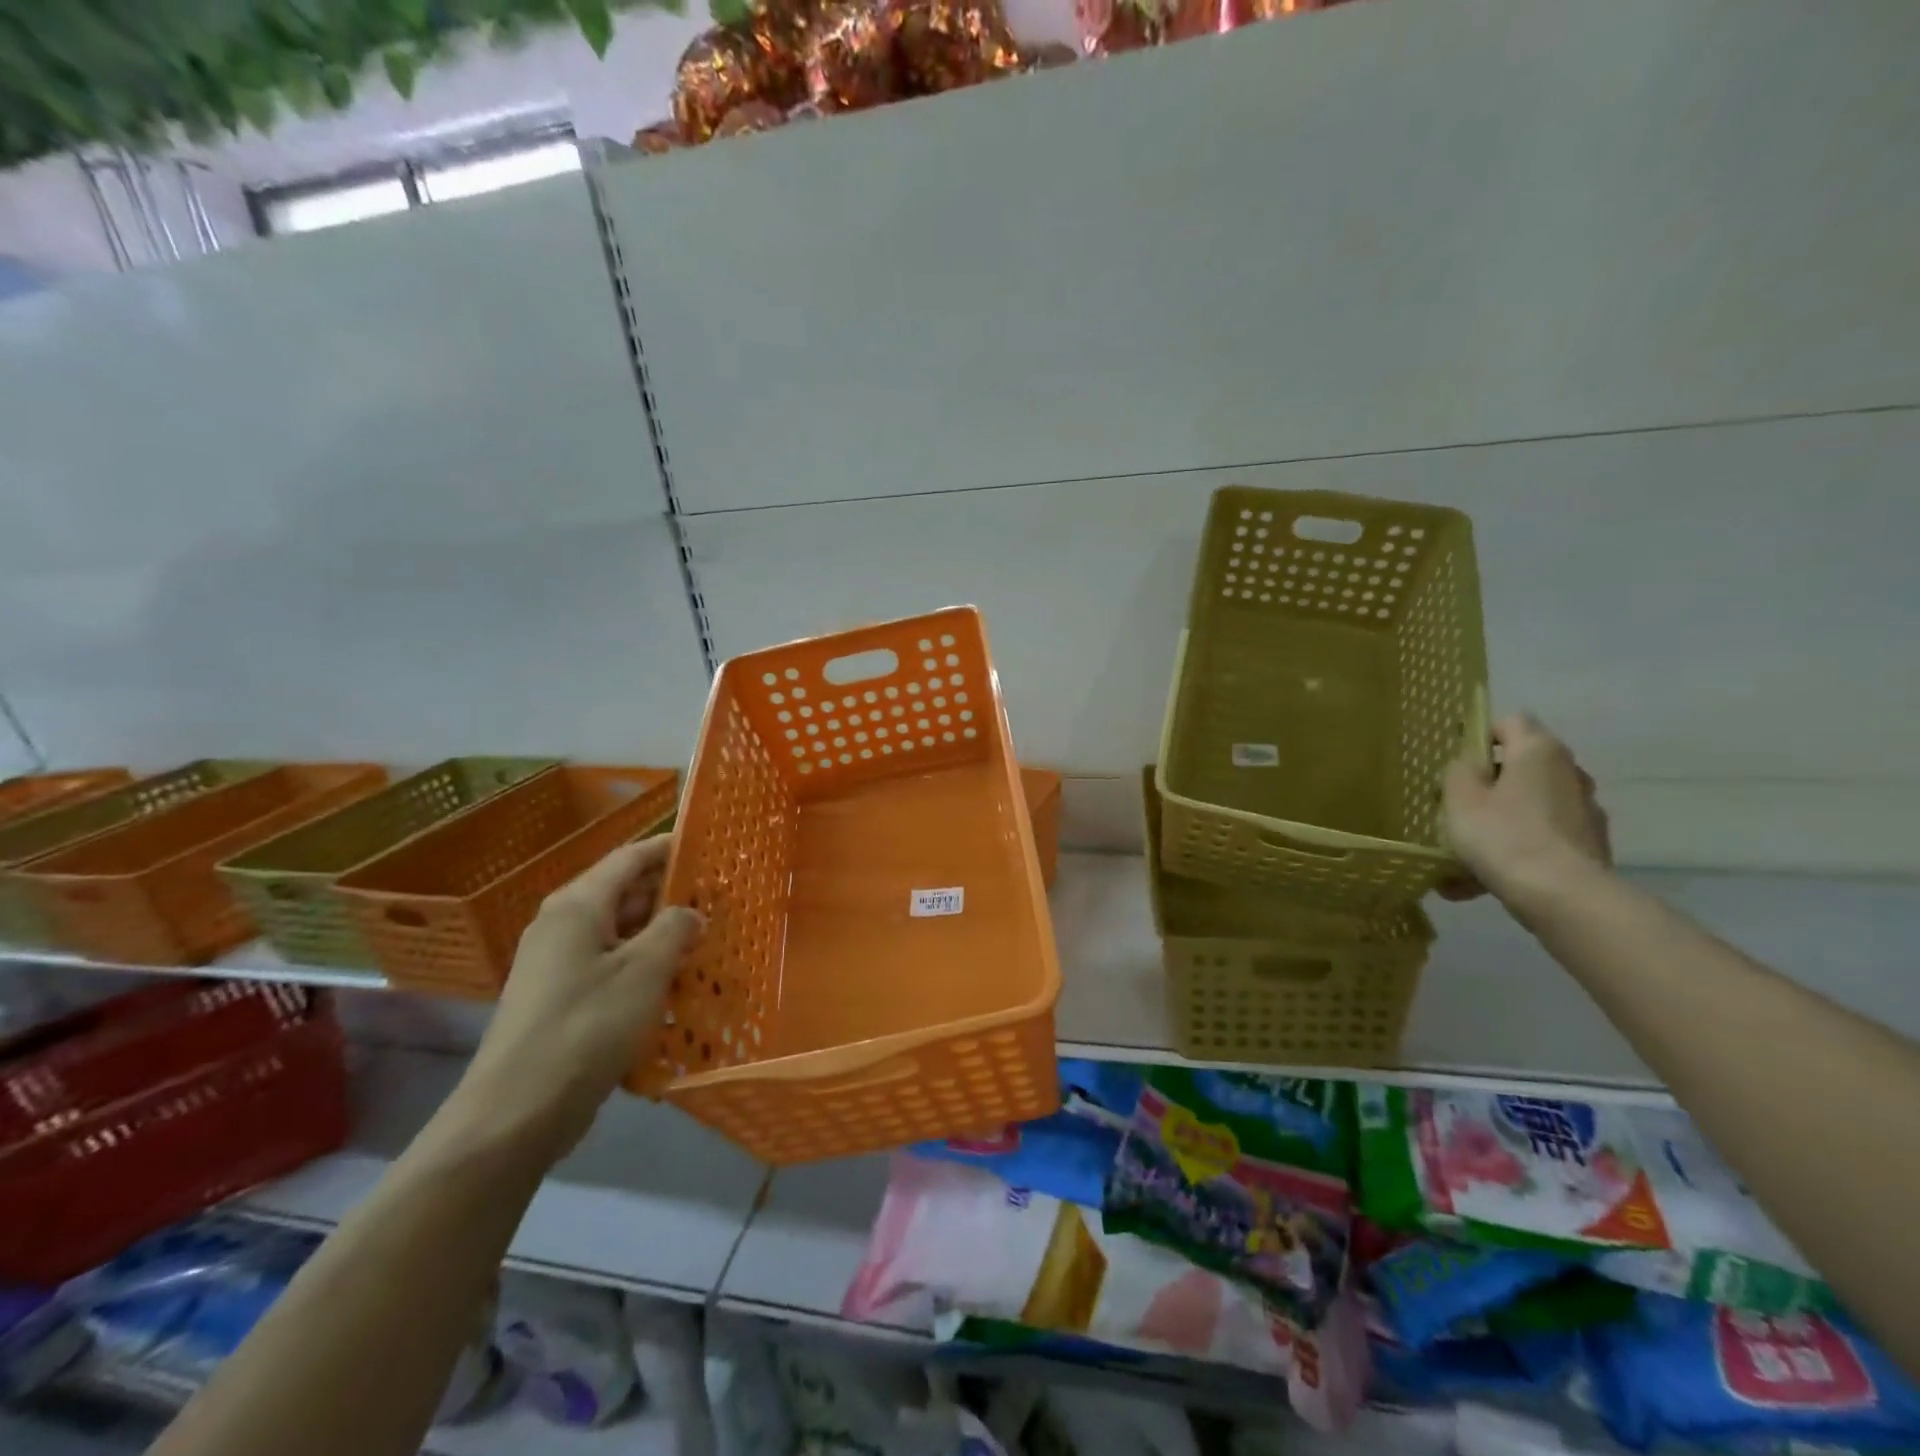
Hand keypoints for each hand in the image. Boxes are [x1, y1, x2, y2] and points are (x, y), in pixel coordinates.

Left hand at [450, 836, 702, 1158]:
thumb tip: (689, 913)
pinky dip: (641, 967)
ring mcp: (556, 964)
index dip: (668, 849)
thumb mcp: (644, 972)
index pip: (629, 859)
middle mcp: (561, 926)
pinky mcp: (558, 999)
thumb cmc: (586, 1027)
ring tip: (704, 942)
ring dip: (659, 936)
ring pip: (618, 934)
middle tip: (717, 901)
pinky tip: (672, 986)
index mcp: (577, 906)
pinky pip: (608, 967)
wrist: (515, 1112)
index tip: (706, 846)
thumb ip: (674, 930)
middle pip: (623, 894)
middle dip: (669, 896)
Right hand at [1441, 713, 1611, 909]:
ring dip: (1498, 824)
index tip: (1458, 763)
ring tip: (1459, 859)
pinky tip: (1478, 883)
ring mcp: (1584, 811)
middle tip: (1456, 810)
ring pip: (1528, 808)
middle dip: (1488, 787)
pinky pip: (1539, 840)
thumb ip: (1459, 772)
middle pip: (1520, 768)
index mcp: (1539, 751)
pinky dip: (1513, 852)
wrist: (1563, 897)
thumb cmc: (1503, 835)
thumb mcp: (1460, 798)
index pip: (1510, 722)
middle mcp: (1570, 773)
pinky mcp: (1589, 847)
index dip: (1481, 736)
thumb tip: (1470, 766)